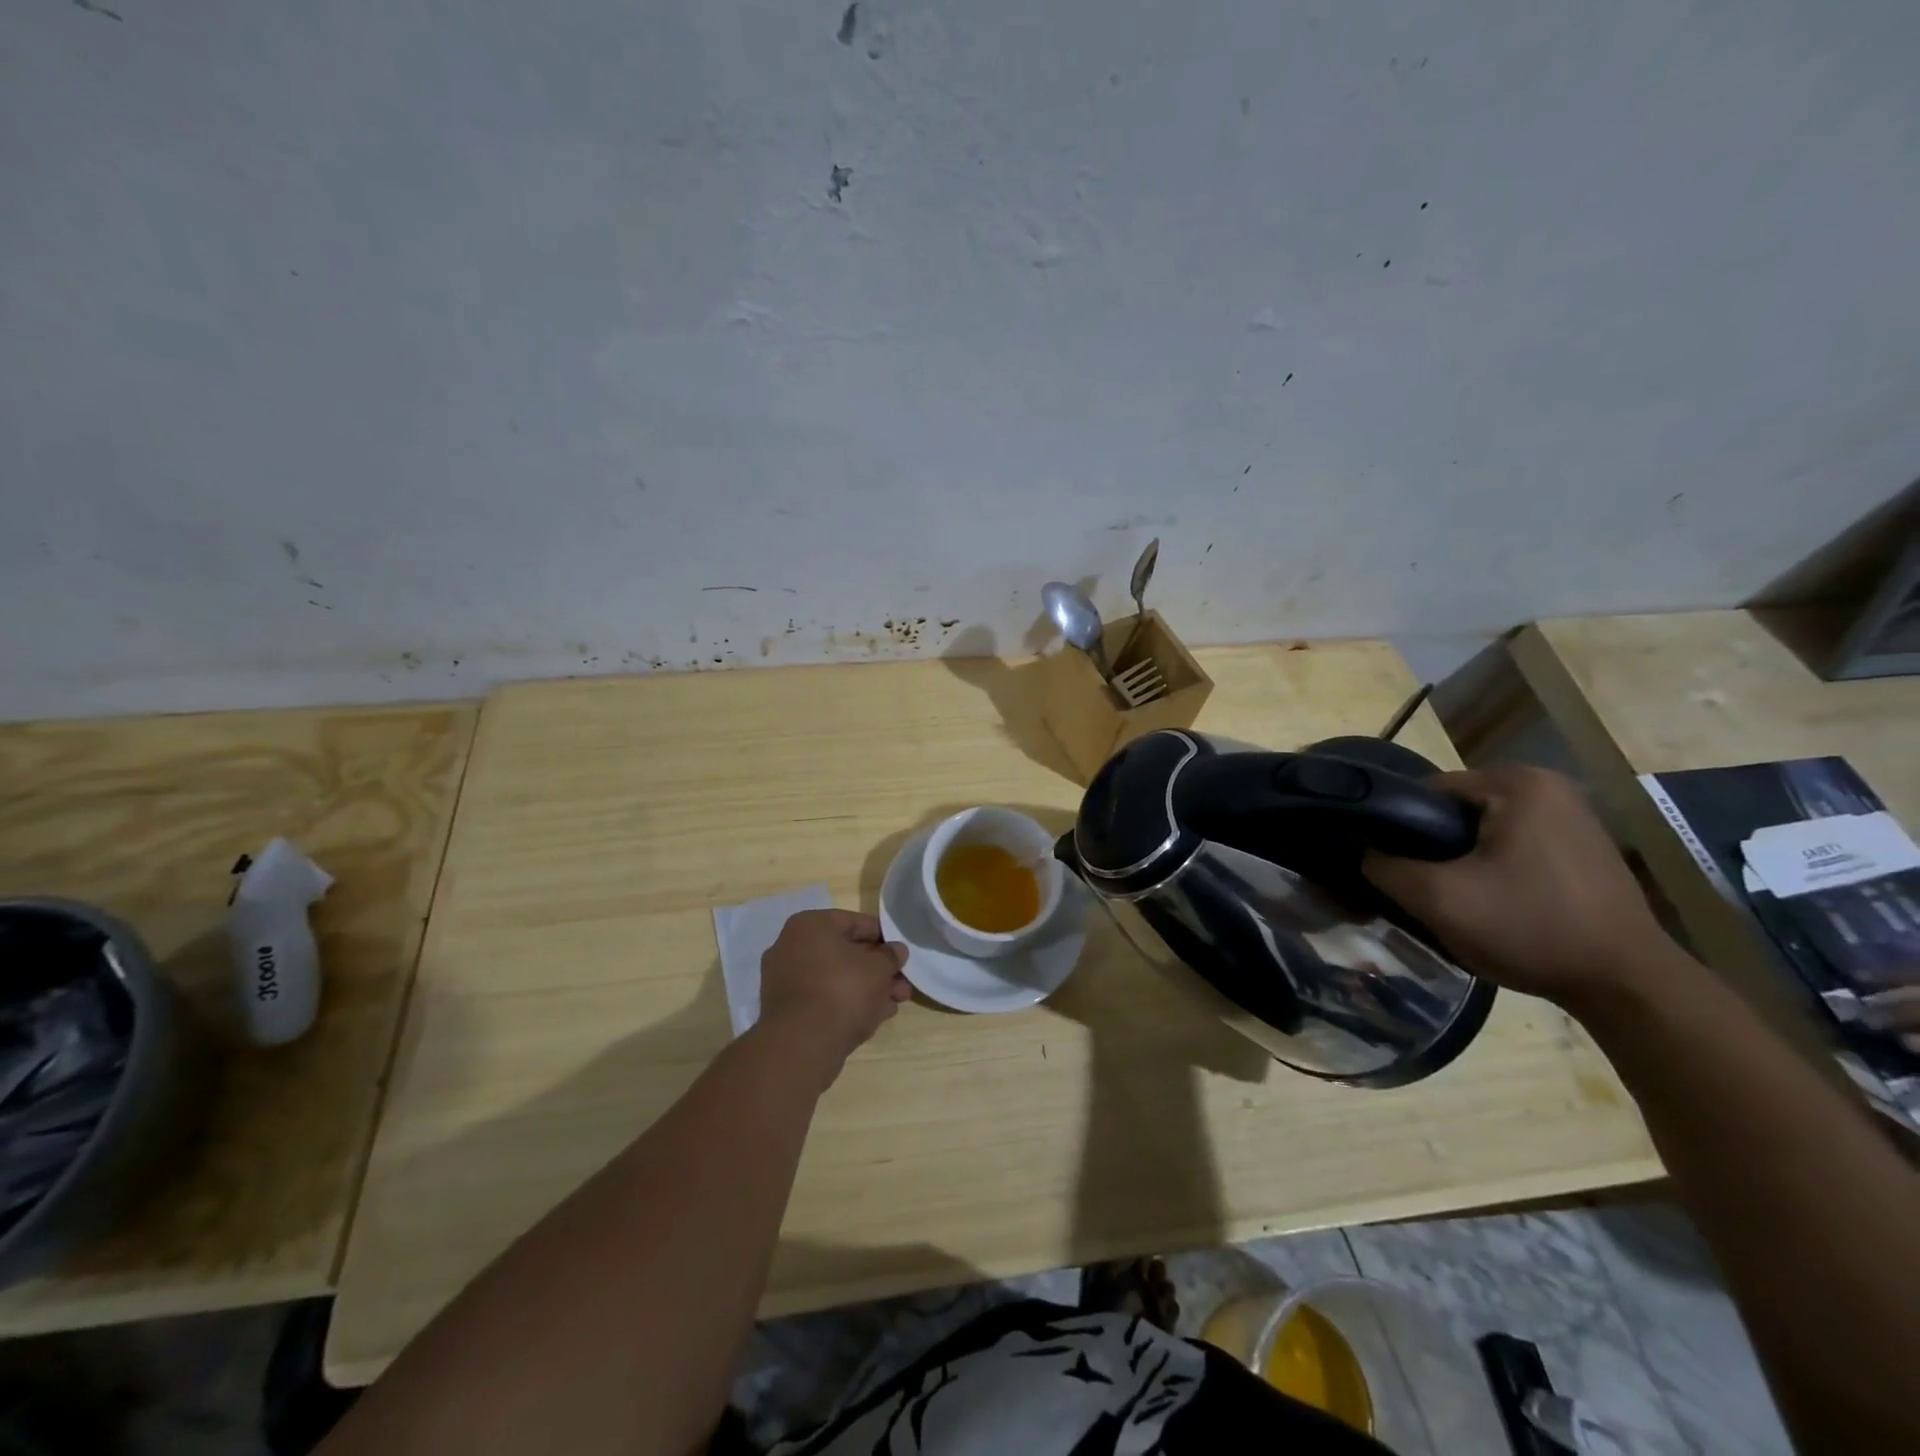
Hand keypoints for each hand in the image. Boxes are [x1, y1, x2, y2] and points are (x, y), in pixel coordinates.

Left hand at [756, 909, 910, 1083]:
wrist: (802, 1044)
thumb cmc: (843, 991)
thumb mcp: (879, 968)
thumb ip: (891, 956)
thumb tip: (896, 950)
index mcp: (810, 924)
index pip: (856, 923)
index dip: (884, 939)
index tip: (902, 955)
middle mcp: (791, 945)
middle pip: (845, 953)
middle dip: (877, 970)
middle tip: (902, 986)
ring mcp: (784, 979)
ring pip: (835, 978)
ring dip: (865, 989)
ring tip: (892, 1006)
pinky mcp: (784, 1009)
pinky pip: (822, 998)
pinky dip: (845, 1004)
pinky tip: (871, 1018)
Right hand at [1362, 765, 1677, 1006]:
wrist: (1628, 987)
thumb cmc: (1530, 928)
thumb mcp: (1437, 899)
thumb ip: (1385, 866)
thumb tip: (1364, 852)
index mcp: (1517, 783)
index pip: (1427, 792)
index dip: (1399, 828)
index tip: (1392, 865)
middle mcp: (1550, 787)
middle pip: (1457, 811)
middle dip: (1434, 846)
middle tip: (1423, 887)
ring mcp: (1574, 818)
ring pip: (1485, 830)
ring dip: (1463, 859)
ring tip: (1455, 898)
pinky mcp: (1586, 849)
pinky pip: (1516, 845)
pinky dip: (1496, 868)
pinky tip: (1495, 903)